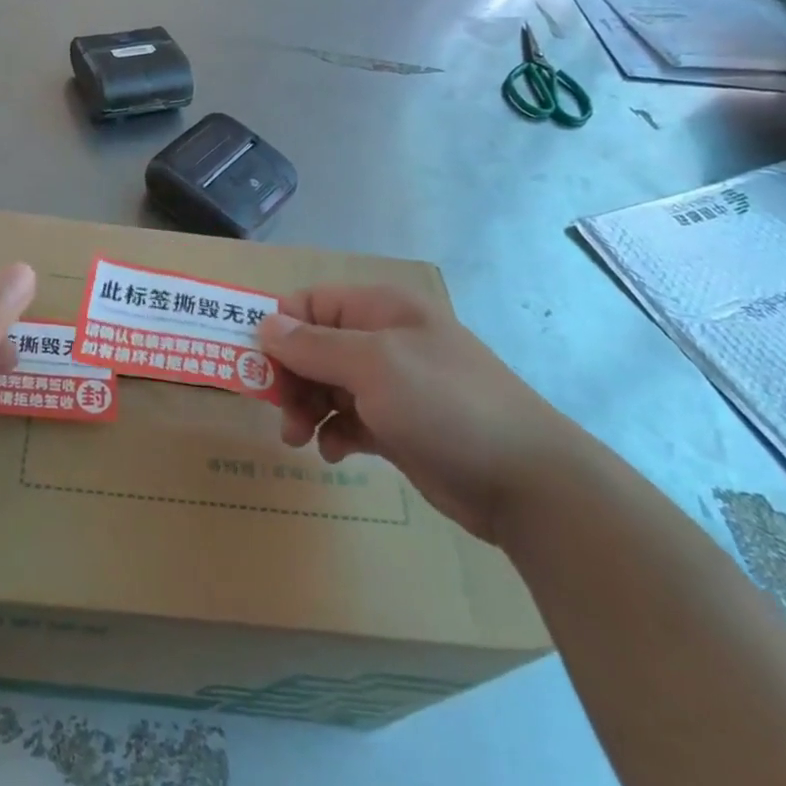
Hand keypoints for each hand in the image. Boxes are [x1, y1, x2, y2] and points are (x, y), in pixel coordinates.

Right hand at [258, 286, 578, 543]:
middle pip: (312, 346)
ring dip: (306, 408)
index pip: (309, 303)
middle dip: (290, 377)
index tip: (258, 368)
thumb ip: (313, 345)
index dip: (279, 330)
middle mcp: (384, 339)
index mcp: (380, 309)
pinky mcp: (398, 425)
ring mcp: (393, 384)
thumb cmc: (445, 406)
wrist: (527, 482)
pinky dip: (334, 432)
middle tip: (280, 413)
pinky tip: (335, 453)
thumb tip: (265, 325)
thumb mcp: (373, 366)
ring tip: (300, 439)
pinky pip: (347, 418)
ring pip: (325, 385)